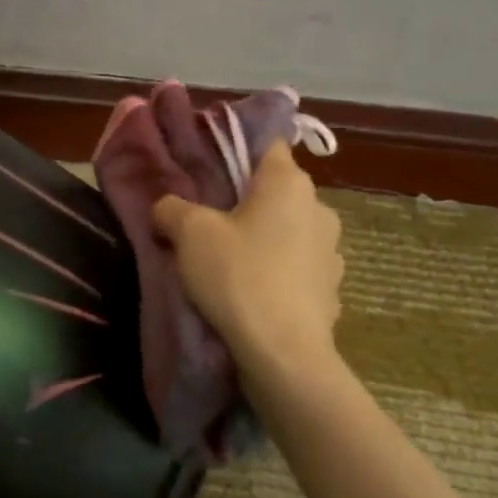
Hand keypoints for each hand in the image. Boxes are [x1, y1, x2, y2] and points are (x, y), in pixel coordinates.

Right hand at [152, 141, 343, 385]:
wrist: (283, 353)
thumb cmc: (238, 276)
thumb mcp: (188, 233)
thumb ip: (171, 208)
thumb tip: (166, 207)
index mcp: (288, 182)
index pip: (267, 145)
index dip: (236, 151)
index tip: (209, 171)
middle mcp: (319, 207)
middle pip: (275, 191)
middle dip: (245, 201)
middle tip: (208, 221)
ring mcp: (331, 250)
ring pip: (288, 229)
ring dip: (264, 238)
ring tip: (229, 262)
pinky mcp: (331, 288)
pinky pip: (297, 266)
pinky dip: (277, 271)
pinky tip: (252, 292)